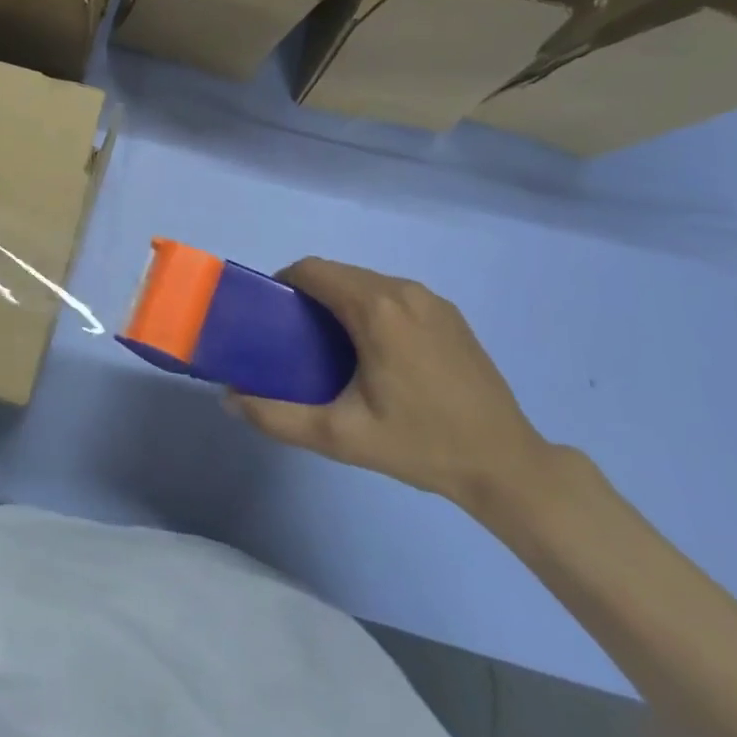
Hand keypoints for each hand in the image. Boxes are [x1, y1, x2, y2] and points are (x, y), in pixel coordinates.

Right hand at [227, 258, 552, 511]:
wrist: (507, 465)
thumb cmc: (420, 444)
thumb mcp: (339, 436)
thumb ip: (277, 417)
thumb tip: (228, 401)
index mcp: (374, 308)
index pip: (311, 270)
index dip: (283, 284)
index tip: (272, 317)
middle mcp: (402, 290)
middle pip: (337, 272)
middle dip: (309, 294)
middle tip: (296, 337)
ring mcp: (431, 300)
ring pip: (366, 281)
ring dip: (340, 299)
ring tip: (332, 346)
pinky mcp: (450, 315)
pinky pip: (394, 294)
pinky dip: (371, 307)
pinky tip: (376, 351)